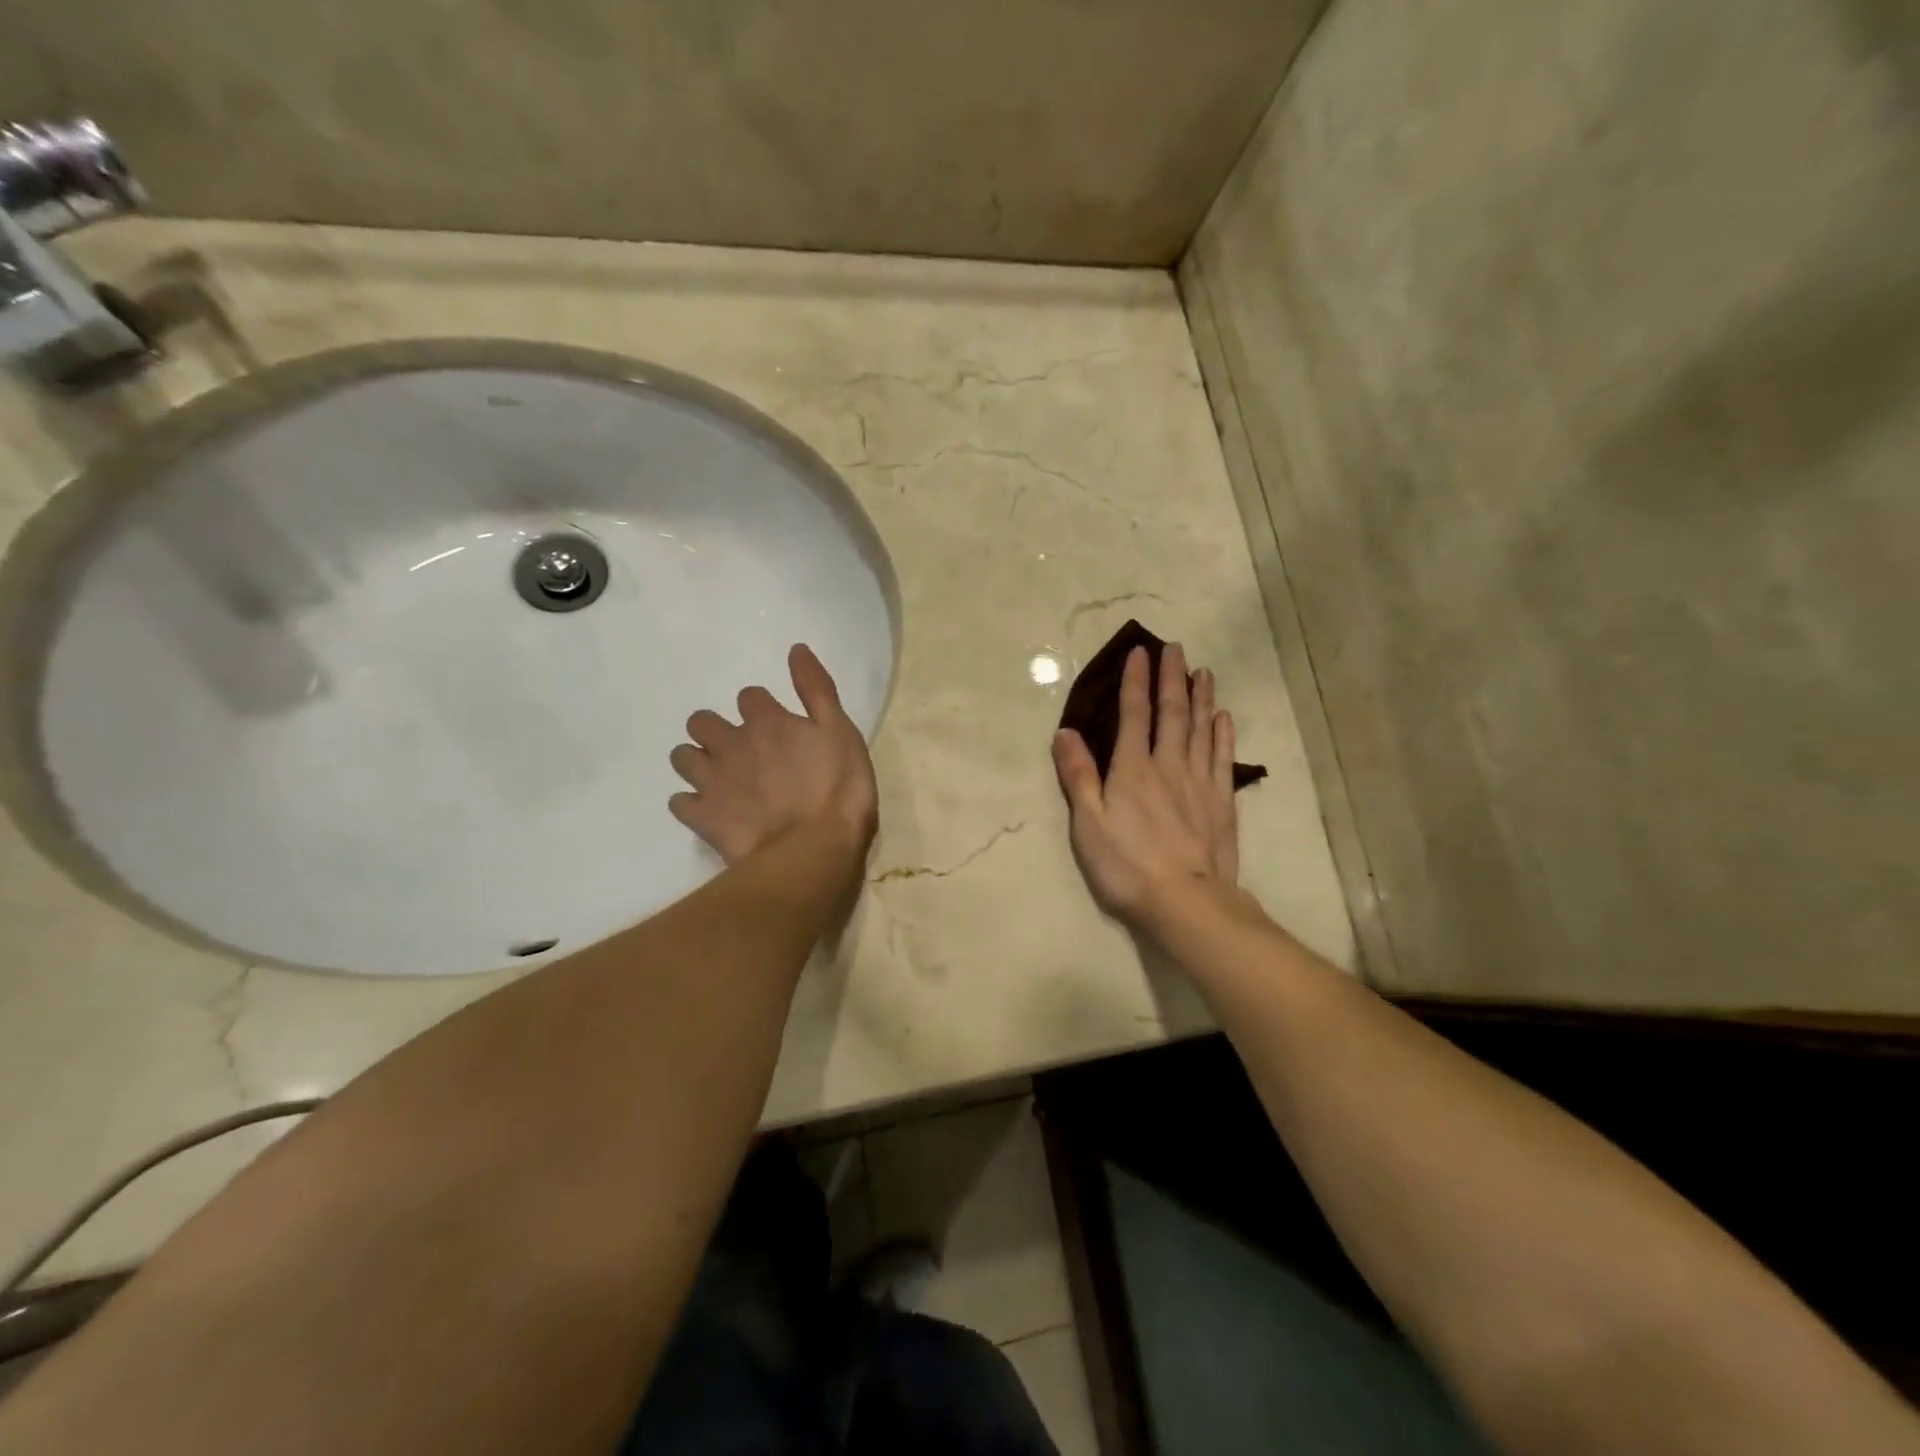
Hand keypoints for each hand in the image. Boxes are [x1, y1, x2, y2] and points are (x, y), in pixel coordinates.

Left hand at [669, 645, 878, 866]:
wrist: (812, 850)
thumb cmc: (838, 789)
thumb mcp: (841, 732)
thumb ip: (817, 689)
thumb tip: (796, 649)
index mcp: (767, 721)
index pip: (749, 697)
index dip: (761, 710)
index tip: (776, 728)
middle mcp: (731, 743)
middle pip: (702, 721)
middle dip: (715, 730)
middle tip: (740, 752)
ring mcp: (712, 780)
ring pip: (682, 756)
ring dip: (696, 761)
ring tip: (719, 779)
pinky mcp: (702, 816)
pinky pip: (679, 802)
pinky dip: (691, 804)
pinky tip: (709, 811)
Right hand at [1053, 643, 1238, 927]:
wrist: (1186, 902)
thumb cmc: (1126, 865)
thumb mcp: (1088, 823)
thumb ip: (1078, 776)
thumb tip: (1065, 732)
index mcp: (1132, 769)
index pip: (1134, 714)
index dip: (1135, 681)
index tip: (1141, 651)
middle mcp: (1168, 765)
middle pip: (1172, 713)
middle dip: (1172, 678)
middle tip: (1177, 648)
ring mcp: (1199, 782)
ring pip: (1202, 729)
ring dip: (1201, 698)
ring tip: (1203, 672)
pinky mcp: (1221, 803)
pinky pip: (1222, 758)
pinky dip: (1223, 734)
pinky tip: (1223, 718)